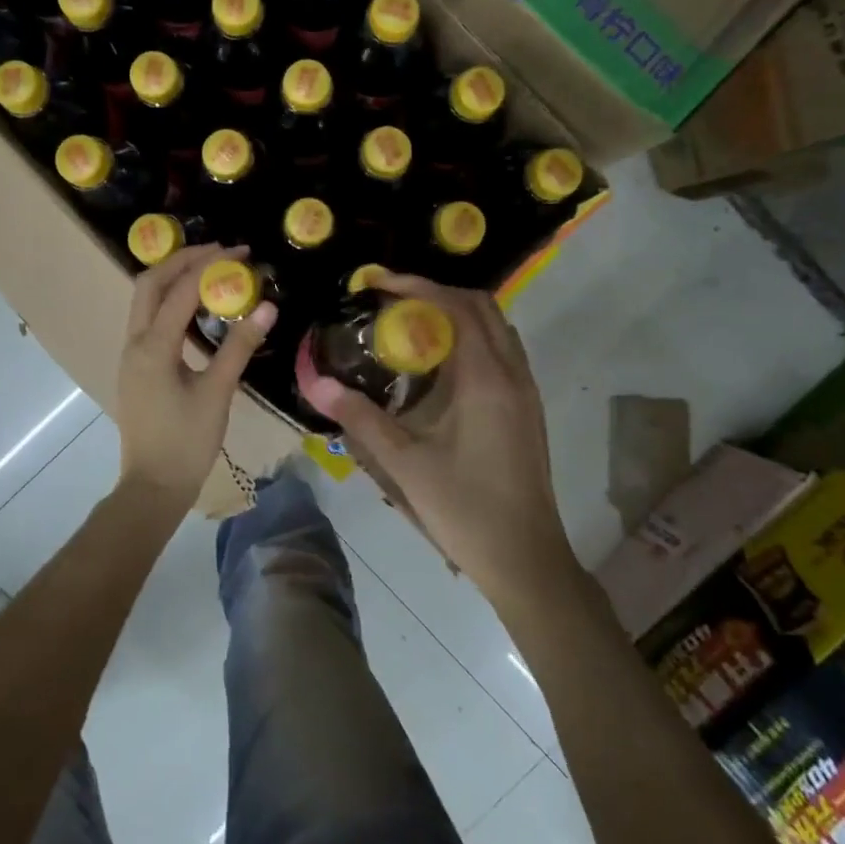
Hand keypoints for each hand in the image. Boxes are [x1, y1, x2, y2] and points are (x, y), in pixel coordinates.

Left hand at [114, 243, 275, 513]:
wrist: (153, 486)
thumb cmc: (187, 442)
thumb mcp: (218, 393)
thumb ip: (239, 347)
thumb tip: (267, 305)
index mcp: (153, 347)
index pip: (181, 290)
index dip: (211, 265)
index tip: (241, 252)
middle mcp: (134, 342)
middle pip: (150, 283)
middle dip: (183, 260)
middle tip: (220, 251)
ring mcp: (131, 355)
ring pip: (145, 300)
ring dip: (174, 278)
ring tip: (210, 268)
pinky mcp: (137, 366)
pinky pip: (149, 319)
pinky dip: (170, 301)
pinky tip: (196, 307)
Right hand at [301, 272, 576, 602]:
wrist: (526, 559)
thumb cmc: (465, 509)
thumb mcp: (405, 464)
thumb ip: (360, 418)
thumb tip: (316, 384)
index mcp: (486, 378)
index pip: (457, 306)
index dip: (417, 285)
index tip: (379, 284)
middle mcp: (513, 374)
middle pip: (482, 307)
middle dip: (437, 293)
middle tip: (393, 302)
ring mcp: (527, 392)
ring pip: (497, 329)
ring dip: (458, 315)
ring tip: (414, 328)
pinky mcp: (528, 410)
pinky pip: (502, 353)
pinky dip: (472, 340)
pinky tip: (440, 369)